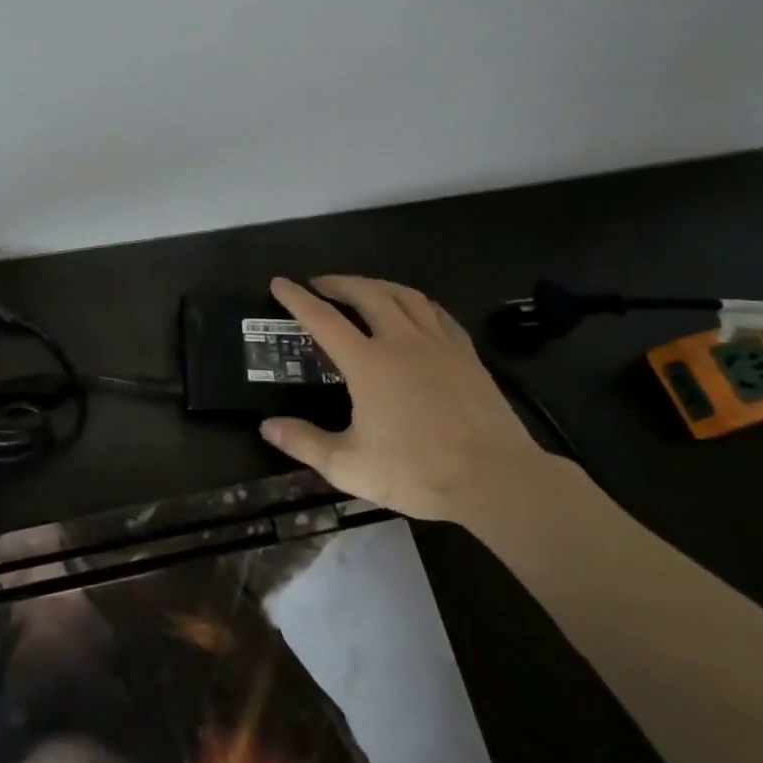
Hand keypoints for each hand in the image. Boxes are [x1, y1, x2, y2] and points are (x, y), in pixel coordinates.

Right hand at [259, 275, 575, 524]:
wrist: (495, 479)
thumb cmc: (416, 472)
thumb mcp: (349, 466)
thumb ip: (304, 443)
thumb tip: (267, 426)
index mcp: (368, 363)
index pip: (322, 319)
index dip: (297, 299)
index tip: (279, 283)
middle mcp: (401, 341)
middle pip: (366, 294)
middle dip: (338, 283)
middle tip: (321, 285)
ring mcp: (438, 344)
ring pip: (404, 295)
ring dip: (376, 285)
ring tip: (362, 289)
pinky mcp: (466, 354)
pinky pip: (436, 312)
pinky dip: (415, 302)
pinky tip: (413, 310)